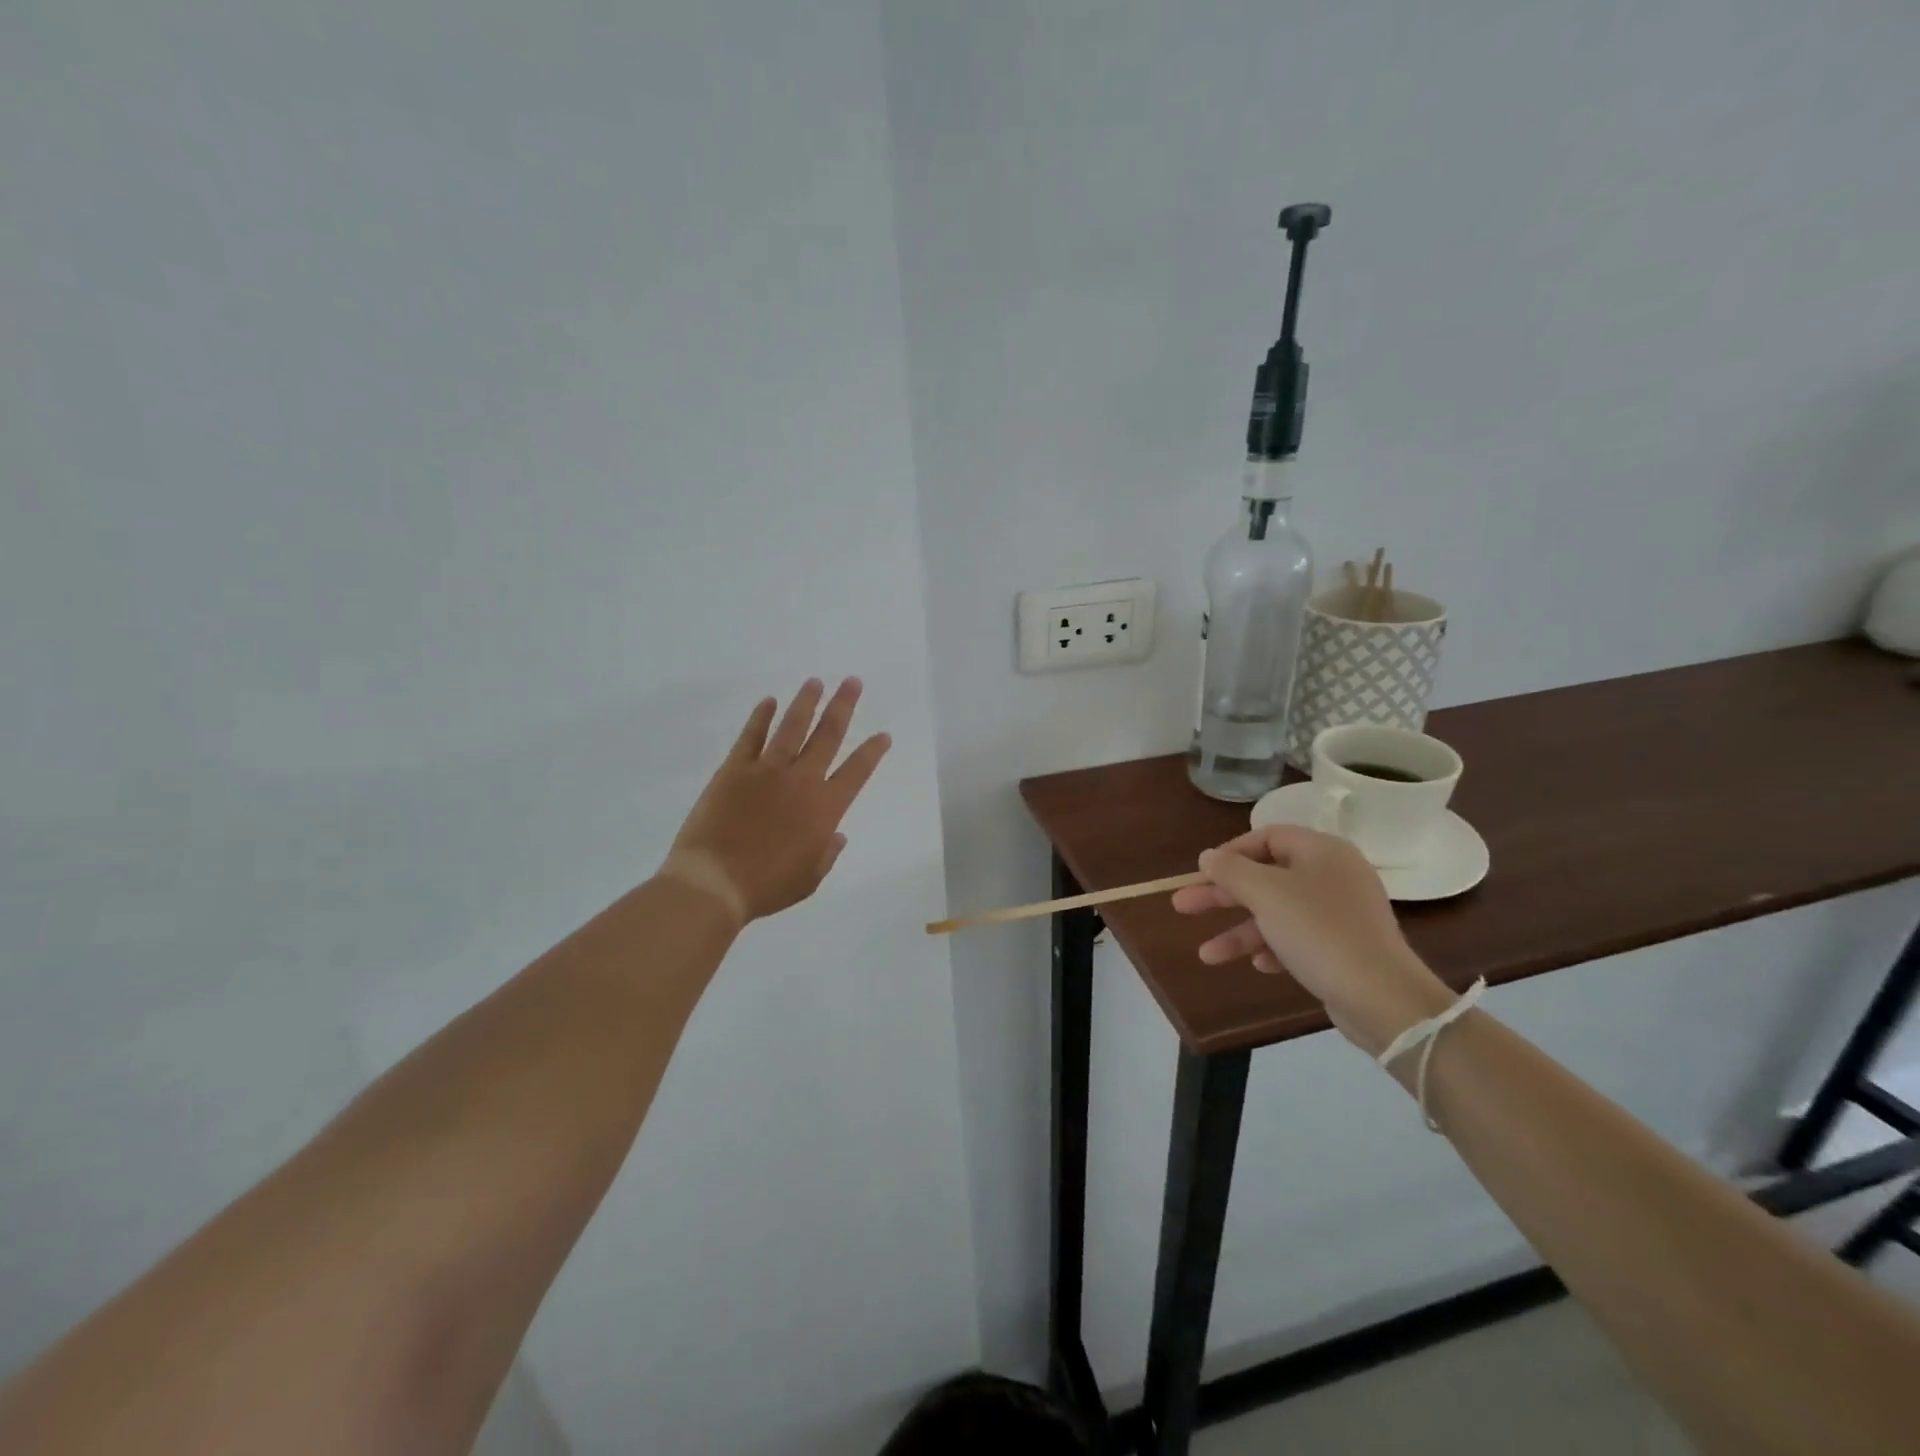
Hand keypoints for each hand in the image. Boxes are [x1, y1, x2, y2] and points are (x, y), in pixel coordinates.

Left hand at [661, 679, 890, 924]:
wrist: (714, 883)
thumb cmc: (765, 887)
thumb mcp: (809, 880)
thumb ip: (827, 854)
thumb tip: (836, 835)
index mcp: (825, 809)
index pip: (857, 771)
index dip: (872, 751)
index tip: (884, 734)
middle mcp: (801, 780)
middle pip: (828, 734)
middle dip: (843, 706)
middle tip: (853, 681)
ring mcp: (767, 770)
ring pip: (792, 726)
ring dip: (806, 702)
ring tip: (815, 682)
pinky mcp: (734, 769)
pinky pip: (751, 736)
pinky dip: (761, 717)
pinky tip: (768, 702)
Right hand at [1172, 826, 1451, 1054]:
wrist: (1382, 997)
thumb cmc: (1319, 932)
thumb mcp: (1265, 894)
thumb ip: (1231, 870)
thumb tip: (1208, 856)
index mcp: (1321, 851)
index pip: (1267, 837)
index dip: (1230, 852)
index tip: (1202, 872)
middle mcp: (1333, 875)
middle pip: (1265, 877)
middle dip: (1222, 895)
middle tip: (1182, 906)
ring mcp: (1340, 913)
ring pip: (1276, 912)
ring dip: (1239, 930)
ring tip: (1206, 955)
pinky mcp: (1343, 947)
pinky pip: (1296, 938)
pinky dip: (1272, 947)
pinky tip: (1256, 965)